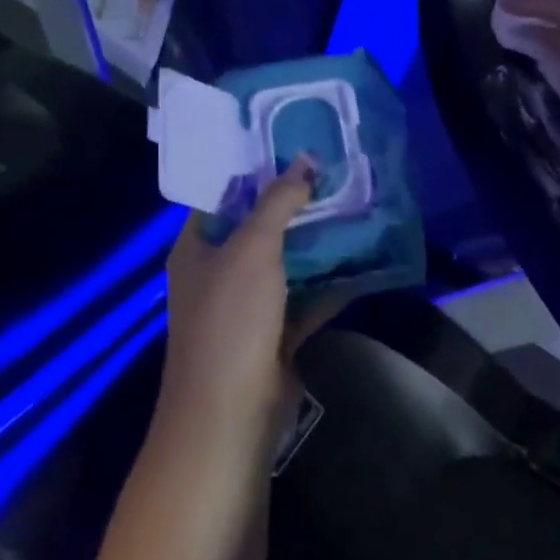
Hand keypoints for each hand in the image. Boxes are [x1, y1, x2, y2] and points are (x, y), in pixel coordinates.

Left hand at [161, 157, 342, 431]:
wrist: (230, 414)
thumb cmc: (230, 320)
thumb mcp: (252, 249)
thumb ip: (278, 202)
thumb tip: (305, 161)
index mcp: (197, 248)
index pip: (223, 195)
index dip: (254, 170)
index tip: (293, 145)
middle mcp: (218, 272)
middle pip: (258, 227)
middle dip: (294, 204)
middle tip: (334, 173)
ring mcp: (247, 306)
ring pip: (285, 262)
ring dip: (316, 241)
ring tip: (353, 206)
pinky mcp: (274, 333)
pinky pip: (305, 297)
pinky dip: (329, 282)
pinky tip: (362, 260)